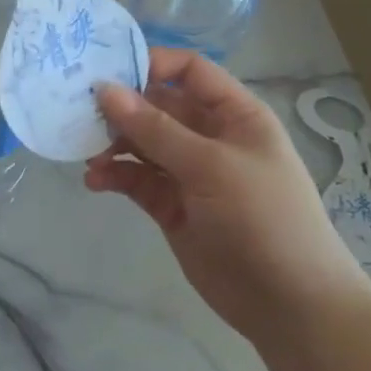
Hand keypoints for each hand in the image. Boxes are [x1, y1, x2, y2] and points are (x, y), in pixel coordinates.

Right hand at [85, 49, 362, 344]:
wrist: (291, 306)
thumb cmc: (263, 218)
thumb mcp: (211, 166)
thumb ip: (155, 128)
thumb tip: (105, 89)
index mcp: (234, 114)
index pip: (189, 71)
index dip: (151, 64)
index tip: (107, 72)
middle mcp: (210, 137)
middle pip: (158, 106)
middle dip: (122, 108)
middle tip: (80, 114)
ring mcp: (190, 173)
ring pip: (142, 144)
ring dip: (113, 144)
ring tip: (86, 154)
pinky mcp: (173, 207)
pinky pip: (138, 180)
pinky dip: (116, 177)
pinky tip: (94, 181)